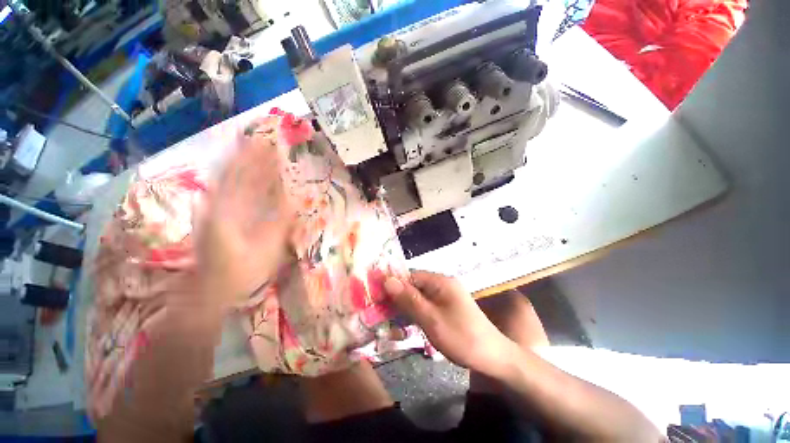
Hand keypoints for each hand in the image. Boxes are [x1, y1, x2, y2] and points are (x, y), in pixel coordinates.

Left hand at [194, 121, 295, 304]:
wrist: (211, 291)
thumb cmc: (242, 272)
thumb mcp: (268, 249)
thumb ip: (281, 223)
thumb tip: (296, 200)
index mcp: (229, 213)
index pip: (246, 177)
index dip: (258, 159)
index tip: (270, 144)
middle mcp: (215, 205)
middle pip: (231, 172)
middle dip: (246, 153)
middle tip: (260, 137)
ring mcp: (210, 209)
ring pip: (224, 177)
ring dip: (237, 160)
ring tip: (248, 144)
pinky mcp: (210, 214)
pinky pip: (222, 189)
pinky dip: (231, 176)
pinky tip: (238, 170)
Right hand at [384, 271, 515, 376]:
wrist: (493, 358)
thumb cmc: (462, 338)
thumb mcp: (431, 320)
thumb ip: (409, 299)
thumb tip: (387, 280)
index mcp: (441, 282)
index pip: (410, 275)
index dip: (393, 284)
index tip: (376, 296)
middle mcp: (443, 284)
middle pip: (414, 284)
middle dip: (397, 296)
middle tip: (380, 310)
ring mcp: (446, 295)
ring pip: (419, 295)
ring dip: (405, 305)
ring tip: (389, 317)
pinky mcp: (447, 307)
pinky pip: (426, 304)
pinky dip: (415, 311)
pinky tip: (406, 321)